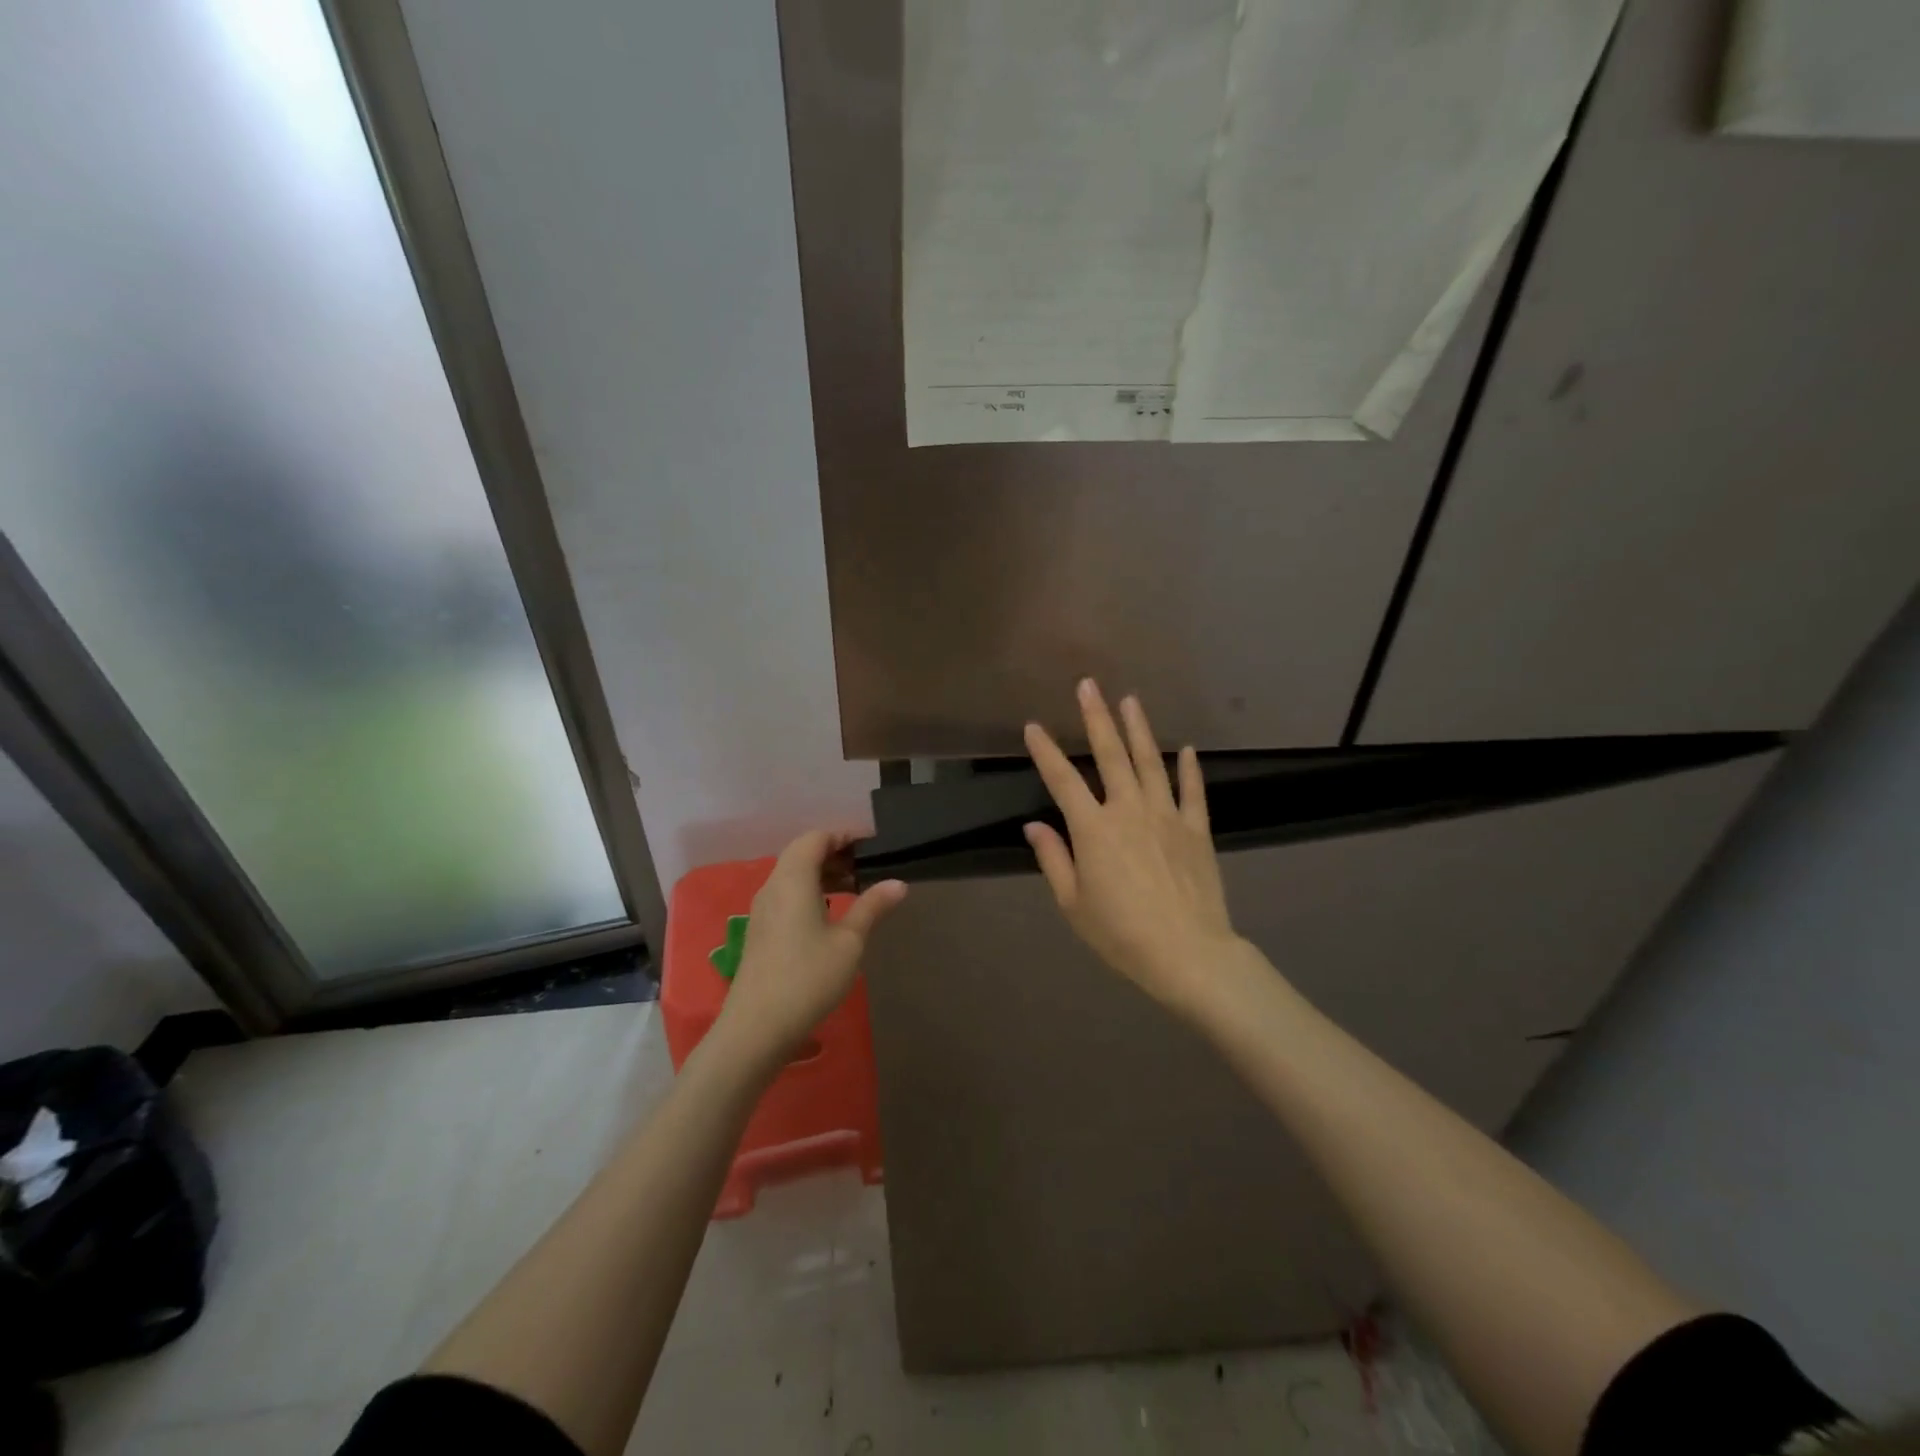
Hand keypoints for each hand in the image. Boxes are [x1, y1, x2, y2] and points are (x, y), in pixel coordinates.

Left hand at [711, 831, 907, 1072]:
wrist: (756, 1028)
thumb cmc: (808, 978)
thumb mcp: (849, 941)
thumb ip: (872, 906)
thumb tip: (898, 883)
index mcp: (793, 879)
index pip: (816, 838)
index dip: (844, 835)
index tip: (872, 844)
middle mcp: (773, 886)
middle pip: (803, 853)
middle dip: (835, 852)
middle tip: (867, 866)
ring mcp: (762, 909)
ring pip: (793, 875)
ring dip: (822, 873)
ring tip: (854, 887)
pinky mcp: (760, 930)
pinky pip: (786, 894)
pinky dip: (810, 891)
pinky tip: (830, 913)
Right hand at [1024, 680, 1242, 1014]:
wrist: (1188, 954)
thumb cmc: (1121, 934)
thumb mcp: (1073, 904)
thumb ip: (1054, 859)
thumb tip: (1035, 825)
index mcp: (1093, 829)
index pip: (1062, 781)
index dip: (1045, 751)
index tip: (1033, 726)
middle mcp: (1129, 811)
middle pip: (1110, 756)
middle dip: (1097, 718)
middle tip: (1089, 685)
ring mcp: (1167, 816)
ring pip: (1150, 762)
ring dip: (1139, 729)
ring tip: (1131, 700)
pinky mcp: (1197, 830)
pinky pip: (1192, 791)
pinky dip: (1189, 768)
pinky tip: (1186, 748)